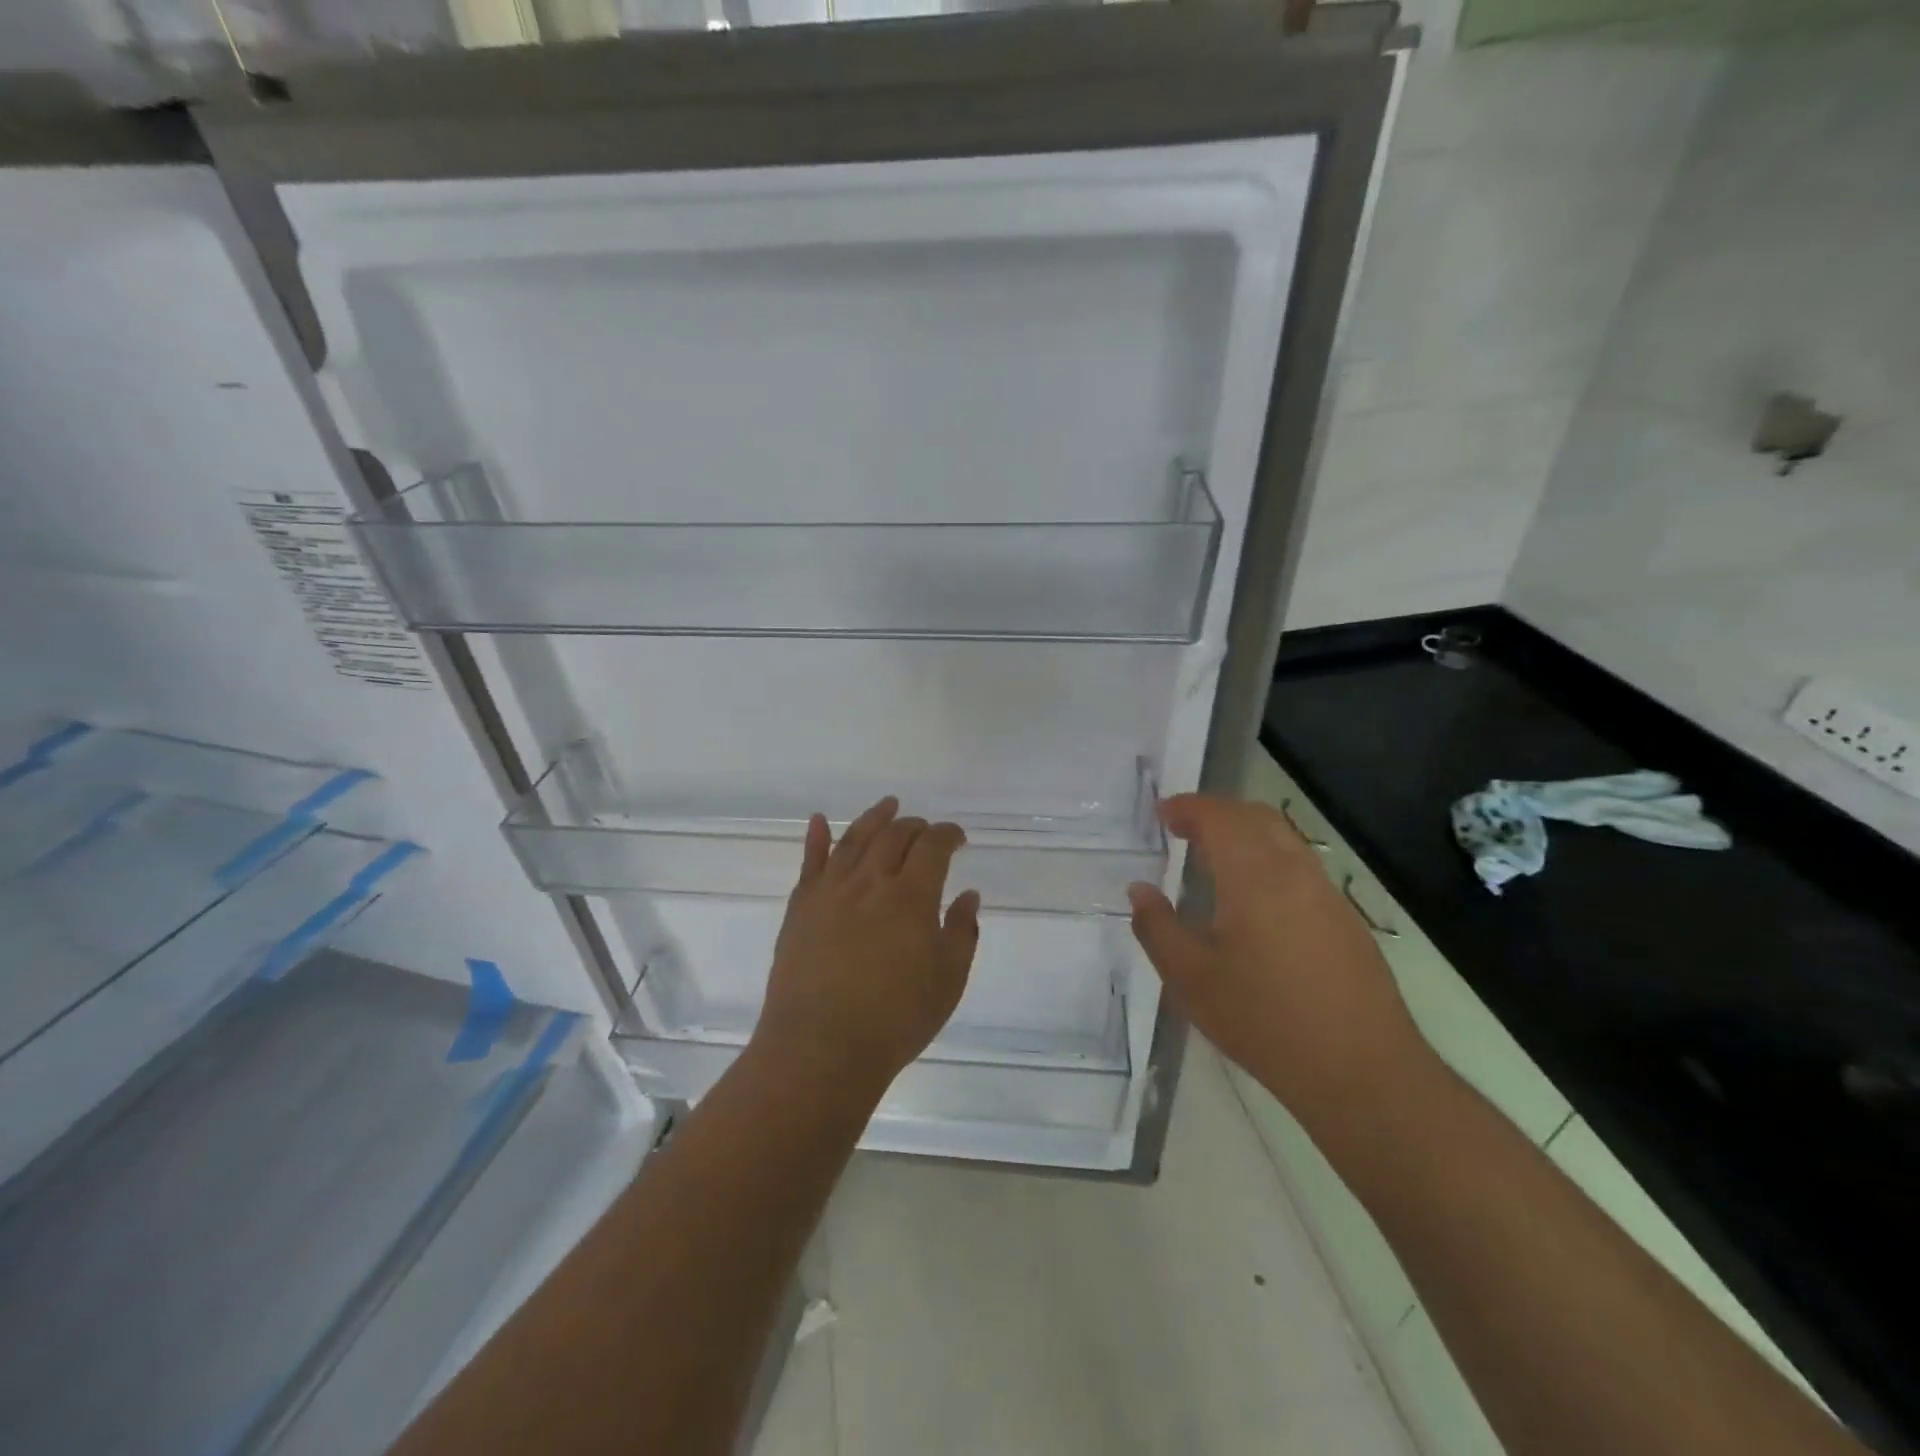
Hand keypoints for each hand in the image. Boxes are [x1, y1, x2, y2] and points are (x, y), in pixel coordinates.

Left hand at [756, 796, 981, 1091]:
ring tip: (887, 806)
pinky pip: (810, 862)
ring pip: (854, 839)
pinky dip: (816, 837)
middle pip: (894, 836)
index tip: (957, 837)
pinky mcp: (801, 907)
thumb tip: (968, 895)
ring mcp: (832, 891)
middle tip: (925, 828)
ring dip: (874, 818)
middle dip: (915, 826)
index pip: (933, 847)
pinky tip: (818, 820)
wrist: (820, 1047)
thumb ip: (962, 932)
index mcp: (912, 896)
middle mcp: (871, 881)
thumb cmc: (895, 1019)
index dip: (948, 835)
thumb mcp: (948, 981)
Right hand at [1126, 794, 1431, 1132]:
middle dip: (1216, 812)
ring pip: (1283, 838)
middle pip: (1255, 816)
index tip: (1161, 813)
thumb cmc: (1264, 1021)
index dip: (1187, 807)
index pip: (1219, 817)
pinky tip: (1253, 898)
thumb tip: (1139, 890)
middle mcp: (1294, 871)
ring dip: (1244, 833)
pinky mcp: (1345, 919)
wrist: (1362, 1071)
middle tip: (1182, 829)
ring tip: (1213, 858)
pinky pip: (1300, 866)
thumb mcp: (1190, 980)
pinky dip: (1267, 857)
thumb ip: (1157, 927)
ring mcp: (1326, 894)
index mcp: (1254, 876)